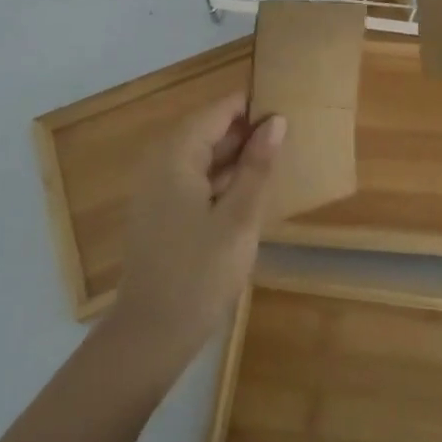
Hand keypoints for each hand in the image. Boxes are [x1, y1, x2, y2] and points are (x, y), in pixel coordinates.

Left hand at [102, 94, 285, 378]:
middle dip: (247, 132)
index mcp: (176, 154)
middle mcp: (160, 162)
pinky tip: (250, 190)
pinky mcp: (159, 211)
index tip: (290, 110)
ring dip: (236, 156)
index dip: (253, 107)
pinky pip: (194, 178)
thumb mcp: (239, 217)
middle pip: (208, 130)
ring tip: (277, 159)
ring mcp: (156, 188)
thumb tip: (276, 121)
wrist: (151, 334)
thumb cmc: (200, 272)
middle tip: (290, 138)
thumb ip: (257, 165)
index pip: (219, 111)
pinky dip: (221, 178)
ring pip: (202, 155)